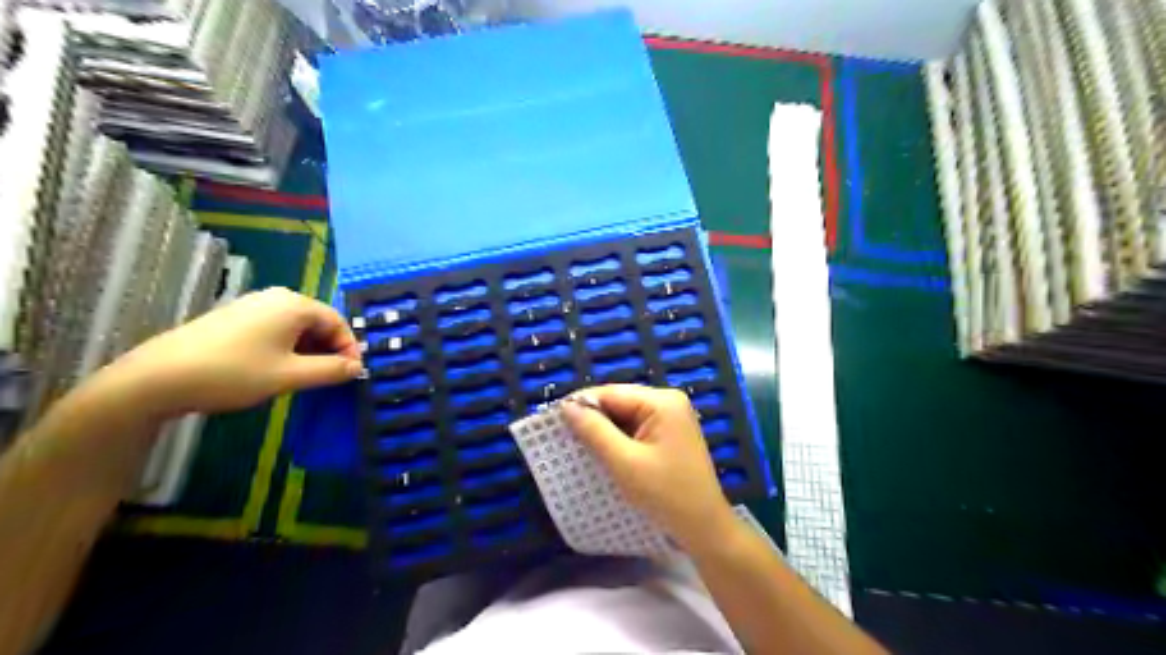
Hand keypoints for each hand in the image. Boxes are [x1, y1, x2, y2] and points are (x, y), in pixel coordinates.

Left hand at [102, 287, 363, 419]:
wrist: (158, 378)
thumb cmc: (234, 373)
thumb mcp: (290, 375)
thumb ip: (331, 370)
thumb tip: (357, 367)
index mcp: (294, 304)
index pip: (338, 321)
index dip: (349, 348)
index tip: (352, 374)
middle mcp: (276, 297)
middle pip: (318, 321)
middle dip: (329, 349)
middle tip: (331, 377)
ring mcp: (252, 305)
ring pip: (296, 327)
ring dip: (309, 350)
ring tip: (305, 377)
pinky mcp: (234, 318)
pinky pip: (275, 329)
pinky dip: (287, 347)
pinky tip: (277, 369)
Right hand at [559, 383, 729, 553]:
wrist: (704, 527)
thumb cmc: (666, 494)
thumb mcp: (624, 463)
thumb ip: (594, 431)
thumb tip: (567, 407)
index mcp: (662, 401)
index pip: (612, 393)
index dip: (581, 404)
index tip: (553, 421)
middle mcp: (668, 401)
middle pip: (619, 401)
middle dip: (592, 418)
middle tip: (563, 436)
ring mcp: (671, 417)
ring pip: (625, 416)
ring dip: (604, 430)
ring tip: (578, 445)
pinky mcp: (669, 434)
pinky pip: (636, 428)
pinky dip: (618, 439)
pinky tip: (602, 452)